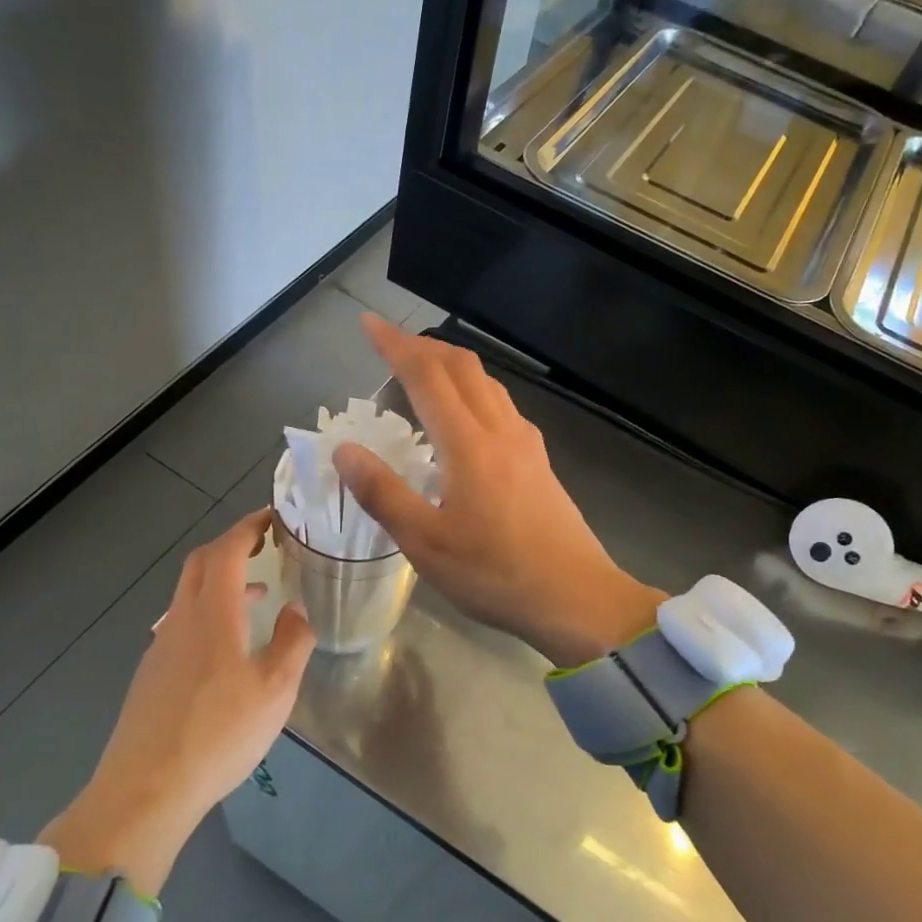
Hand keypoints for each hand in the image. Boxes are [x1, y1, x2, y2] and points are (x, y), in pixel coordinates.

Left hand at [40, 511, 314, 893]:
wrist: (146, 791)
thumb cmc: (219, 735)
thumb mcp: (275, 691)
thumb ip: (293, 642)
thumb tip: (296, 609)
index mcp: (213, 615)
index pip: (227, 551)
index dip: (249, 527)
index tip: (274, 517)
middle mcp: (181, 620)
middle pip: (201, 563)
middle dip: (233, 545)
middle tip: (266, 544)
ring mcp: (161, 646)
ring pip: (190, 593)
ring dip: (223, 580)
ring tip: (259, 593)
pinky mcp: (151, 673)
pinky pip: (183, 621)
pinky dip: (210, 610)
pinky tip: (228, 644)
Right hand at [335, 314, 664, 667]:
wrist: (576, 597)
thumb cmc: (495, 575)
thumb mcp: (426, 544)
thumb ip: (383, 493)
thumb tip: (344, 449)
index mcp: (468, 444)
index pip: (426, 376)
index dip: (395, 345)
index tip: (368, 324)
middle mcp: (500, 430)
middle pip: (463, 367)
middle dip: (424, 346)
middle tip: (391, 345)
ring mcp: (526, 444)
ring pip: (488, 383)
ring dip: (452, 366)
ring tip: (423, 374)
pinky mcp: (539, 462)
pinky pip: (502, 406)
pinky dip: (474, 391)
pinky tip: (467, 418)